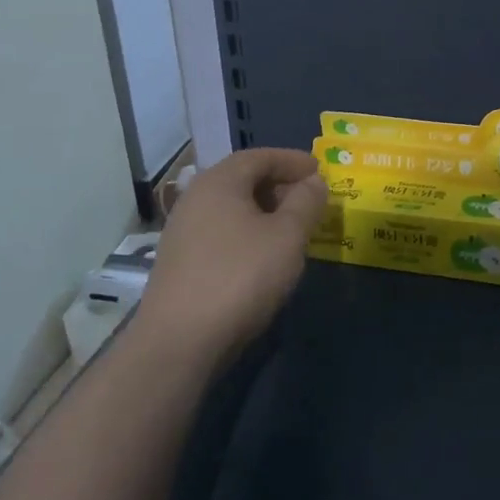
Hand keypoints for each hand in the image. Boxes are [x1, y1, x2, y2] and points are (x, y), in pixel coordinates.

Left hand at [136, 148, 326, 368]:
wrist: (179, 342)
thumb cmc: (240, 277)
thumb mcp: (287, 237)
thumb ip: (305, 203)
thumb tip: (314, 181)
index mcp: (219, 182)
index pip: (259, 156)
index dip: (292, 160)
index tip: (319, 171)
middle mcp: (195, 198)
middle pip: (243, 180)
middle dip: (280, 186)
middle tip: (310, 201)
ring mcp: (183, 232)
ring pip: (232, 209)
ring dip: (265, 212)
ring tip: (293, 230)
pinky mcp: (180, 263)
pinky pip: (221, 233)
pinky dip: (248, 234)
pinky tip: (264, 257)